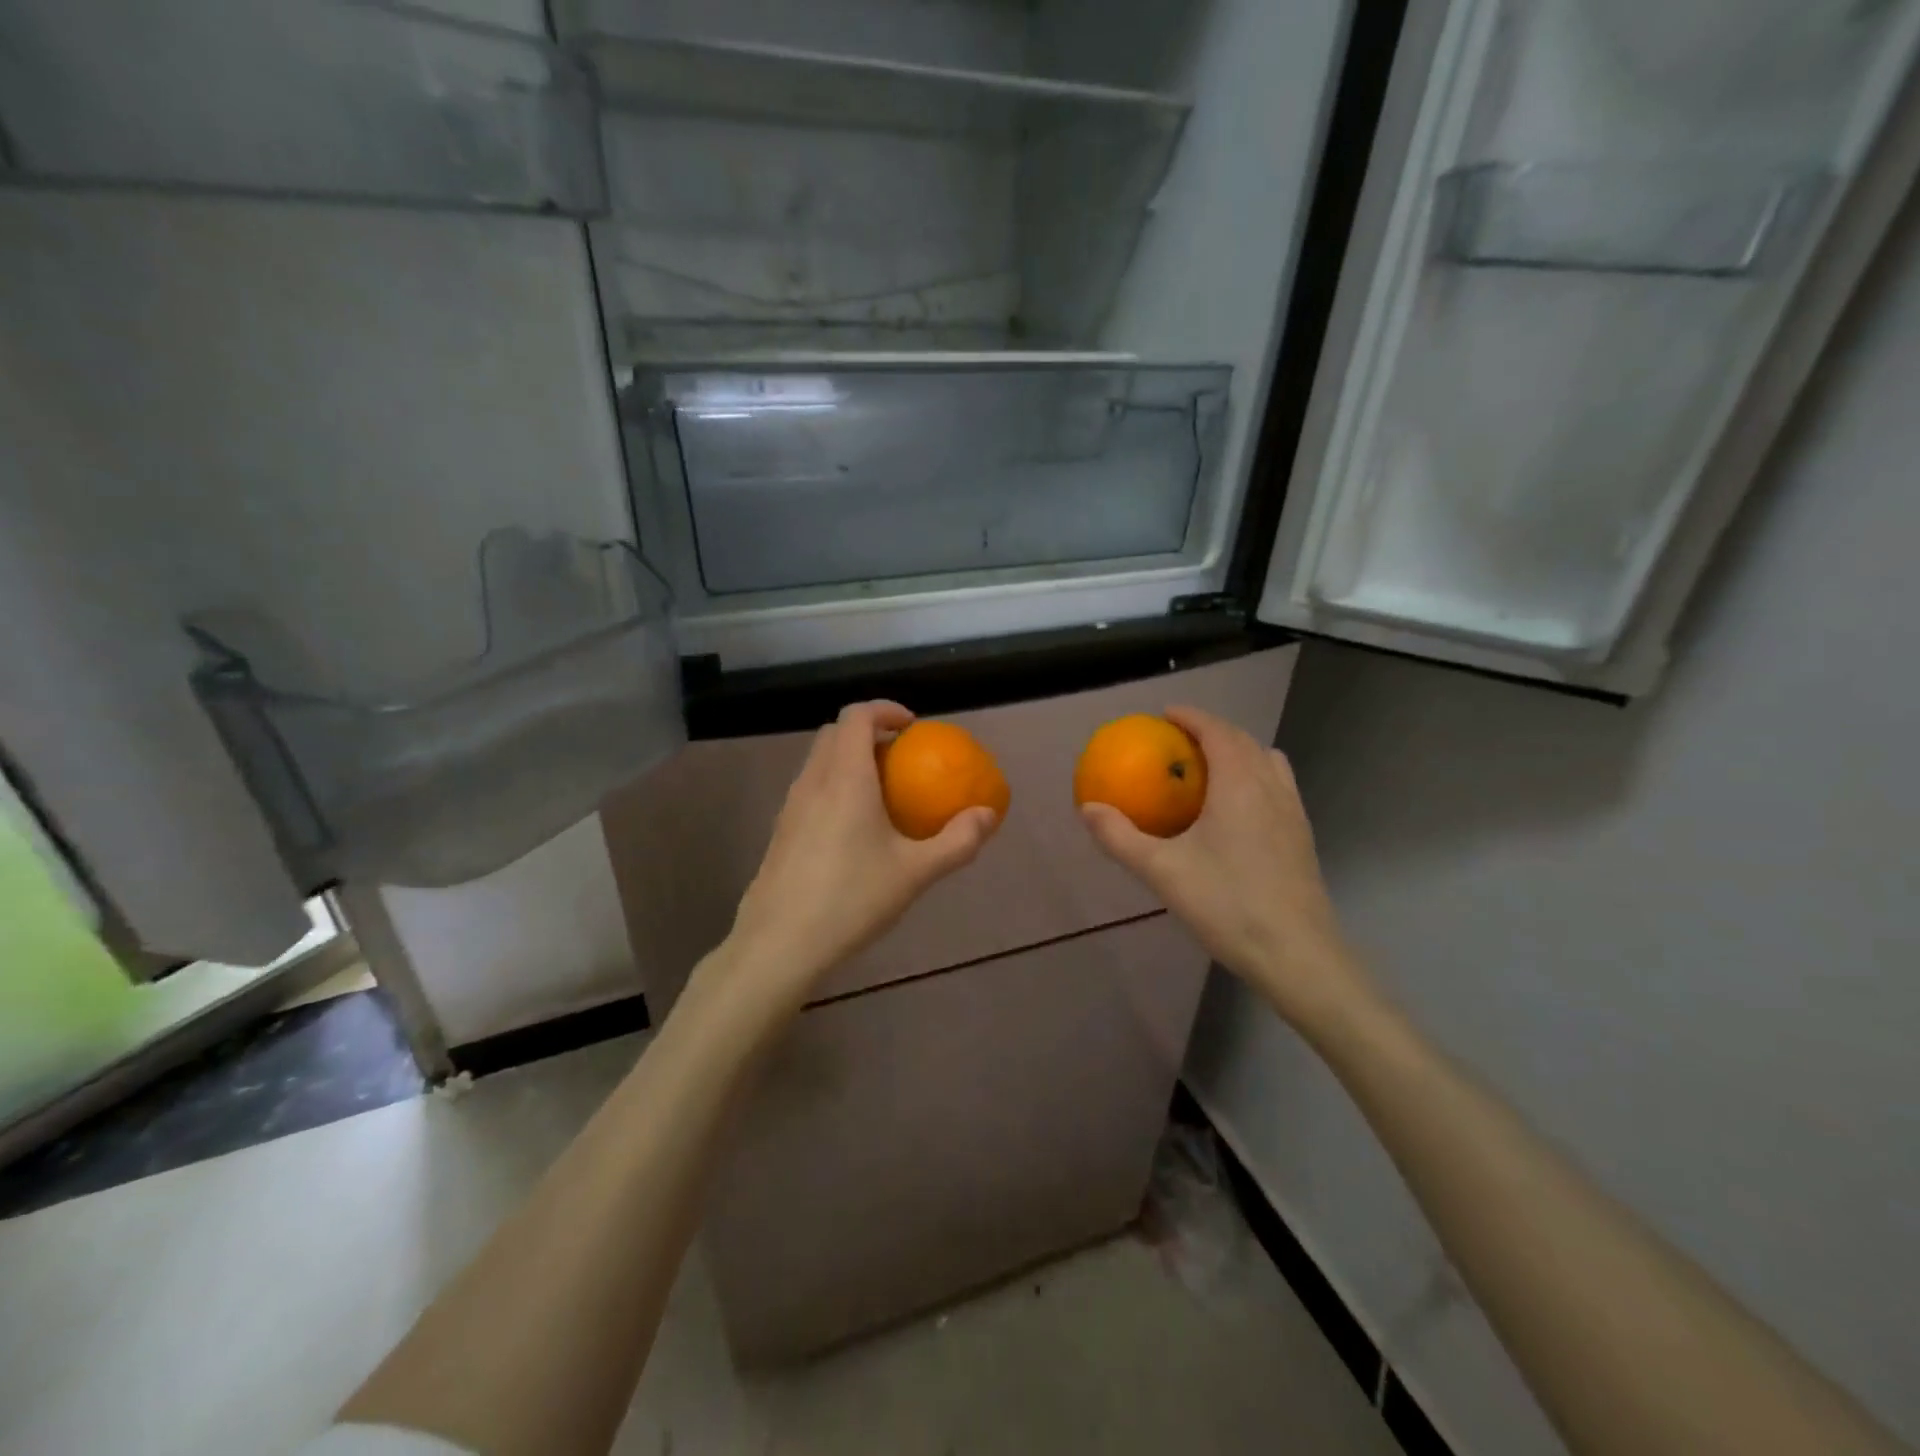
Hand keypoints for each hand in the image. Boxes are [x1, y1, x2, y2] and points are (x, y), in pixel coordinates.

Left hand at [723, 701, 998, 1000]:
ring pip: (819, 761)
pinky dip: (835, 786)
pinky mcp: (781, 831)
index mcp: (845, 777)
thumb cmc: (851, 899)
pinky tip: (855, 830)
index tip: (913, 728)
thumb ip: (957, 841)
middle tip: (901, 758)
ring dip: (850, 760)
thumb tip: (987, 814)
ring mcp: (791, 806)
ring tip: (882, 793)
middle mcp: (813, 781)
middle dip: (868, 732)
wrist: (779, 943)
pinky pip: (811, 788)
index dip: (885, 709)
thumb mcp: (915, 872)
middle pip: (835, 733)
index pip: (857, 716)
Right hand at [1078, 705, 1368, 1032]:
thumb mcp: (1163, 871)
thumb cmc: (1227, 904)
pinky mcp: (1302, 836)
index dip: (1191, 717)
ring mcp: (1293, 812)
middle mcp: (1271, 787)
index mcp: (1239, 784)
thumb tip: (1087, 808)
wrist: (1297, 954)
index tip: (1165, 715)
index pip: (1217, 731)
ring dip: (1239, 753)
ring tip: (1210, 770)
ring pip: (1267, 762)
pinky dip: (1255, 778)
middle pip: (1244, 741)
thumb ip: (1121, 837)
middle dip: (1212, 731)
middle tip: (1178, 742)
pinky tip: (1236, 812)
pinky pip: (1278, 787)